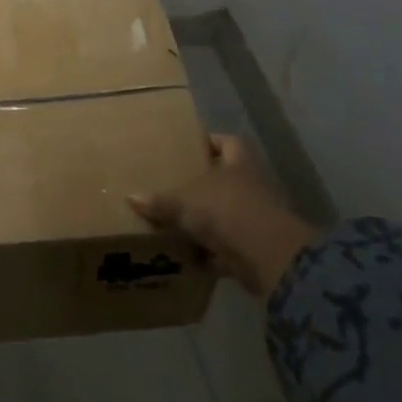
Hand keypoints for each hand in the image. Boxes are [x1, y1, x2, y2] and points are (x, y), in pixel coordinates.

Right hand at [129, 135, 316, 295]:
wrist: (269, 258)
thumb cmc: (228, 212)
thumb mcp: (185, 202)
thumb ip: (160, 201)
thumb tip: (131, 197)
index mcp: (239, 163)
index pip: (227, 142)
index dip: (210, 142)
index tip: (188, 147)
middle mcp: (251, 186)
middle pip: (226, 179)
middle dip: (202, 186)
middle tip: (172, 186)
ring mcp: (256, 218)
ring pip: (226, 214)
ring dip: (206, 221)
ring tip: (174, 223)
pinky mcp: (256, 249)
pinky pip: (227, 247)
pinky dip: (210, 253)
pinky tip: (187, 258)